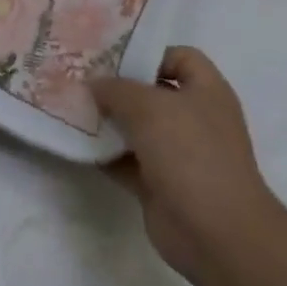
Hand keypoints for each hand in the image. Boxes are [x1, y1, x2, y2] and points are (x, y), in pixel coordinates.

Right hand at [91, 47, 282, 284]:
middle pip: (152, 92)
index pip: (179, 57)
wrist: (216, 233)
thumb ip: (117, 89)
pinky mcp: (160, 184)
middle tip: (79, 78)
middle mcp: (194, 118)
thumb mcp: (148, 106)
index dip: (148, 52)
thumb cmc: (190, 153)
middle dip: (118, 86)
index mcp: (206, 91)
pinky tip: (75, 144)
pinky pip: (126, 161)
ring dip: (107, 121)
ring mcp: (178, 154)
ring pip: (136, 128)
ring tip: (70, 107)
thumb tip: (94, 84)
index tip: (110, 56)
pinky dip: (104, 154)